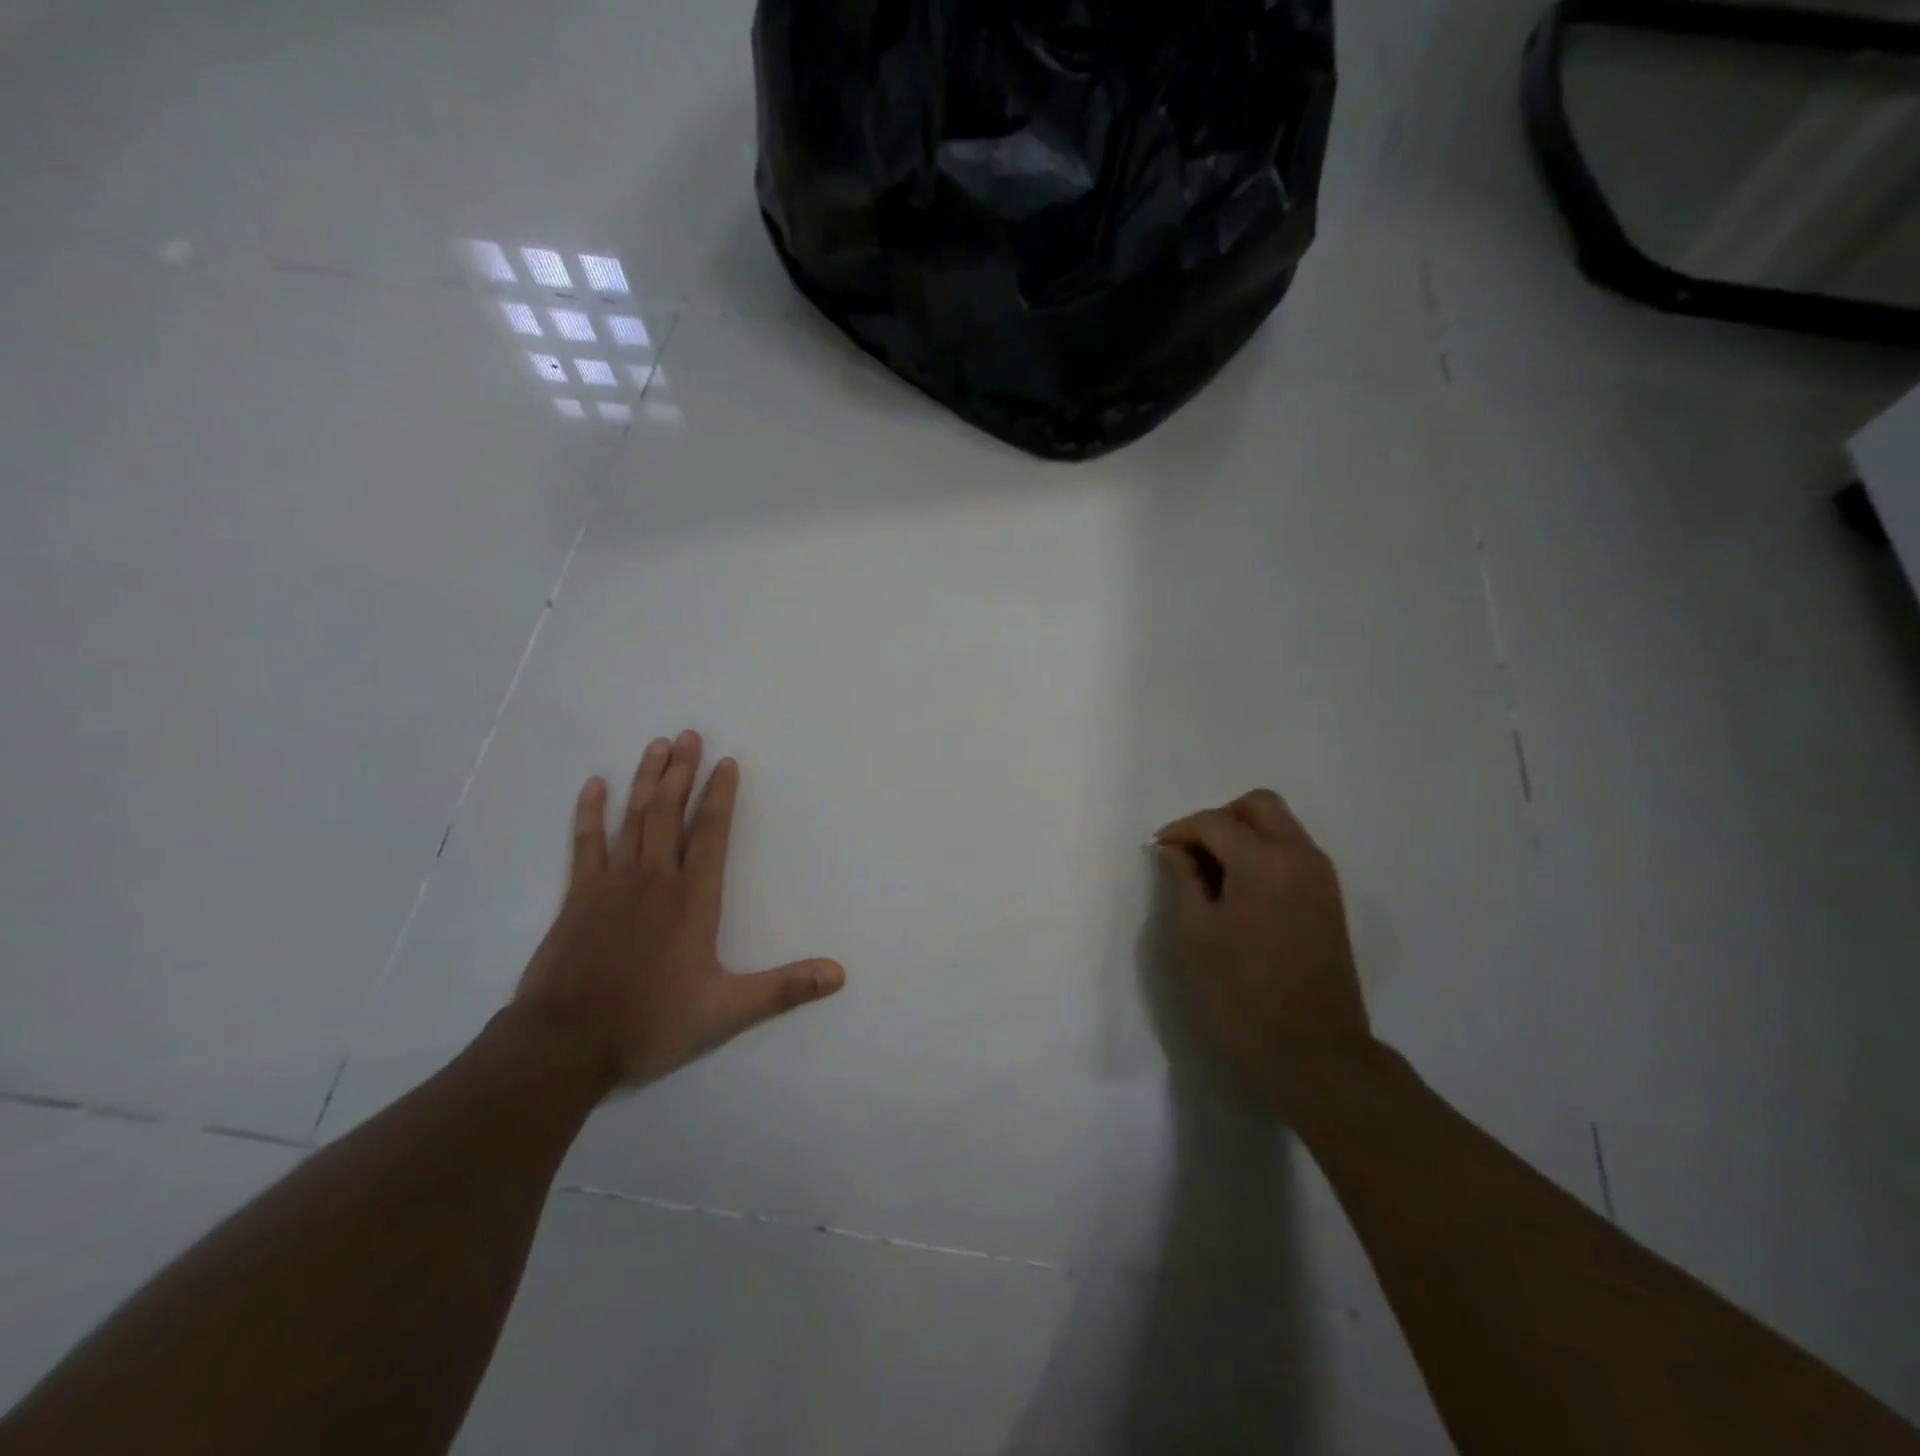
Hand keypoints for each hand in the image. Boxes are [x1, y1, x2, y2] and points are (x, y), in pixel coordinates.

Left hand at [513, 731, 844, 1091]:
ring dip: (646, 780)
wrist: (566, 1044)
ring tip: (658, 745)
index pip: (710, 834)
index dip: (720, 796)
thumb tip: (839, 974)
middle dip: (681, 772)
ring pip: (633, 819)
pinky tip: (596, 785)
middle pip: (669, 813)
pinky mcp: (578, 897)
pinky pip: (586, 843)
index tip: (726, 762)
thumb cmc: (650, 1023)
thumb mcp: (726, 1012)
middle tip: (689, 735)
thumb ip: (783, 988)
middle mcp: (655, 881)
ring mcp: (612, 884)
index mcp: (693, 900)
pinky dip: (591, 813)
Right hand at [1154, 790, 1371, 1095]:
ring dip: (1244, 836)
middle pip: (1259, 806)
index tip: (1156, 853)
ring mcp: (1321, 879)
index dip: (1179, 831)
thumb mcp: (1194, 935)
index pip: (1214, 822)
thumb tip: (1174, 848)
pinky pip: (1293, 854)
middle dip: (1219, 819)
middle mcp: (1300, 856)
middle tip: (1191, 854)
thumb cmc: (1241, 995)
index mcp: (1263, 861)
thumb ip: (1181, 879)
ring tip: (1212, 876)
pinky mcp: (1330, 902)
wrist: (1315, 1055)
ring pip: (1280, 827)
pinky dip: (1264, 855)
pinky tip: (1241, 894)